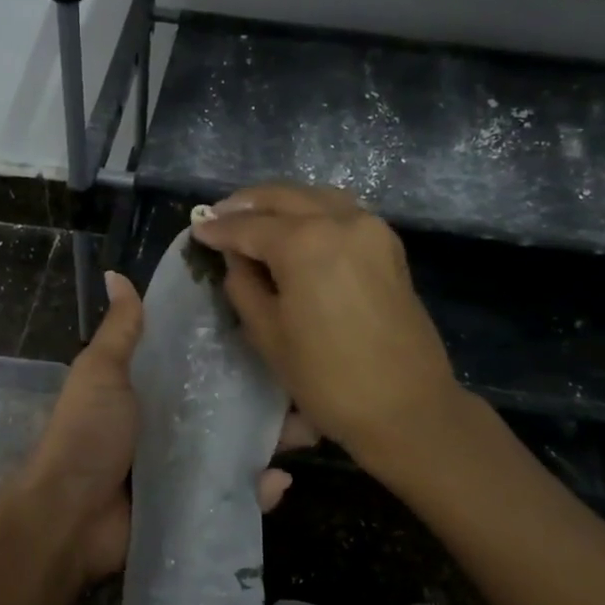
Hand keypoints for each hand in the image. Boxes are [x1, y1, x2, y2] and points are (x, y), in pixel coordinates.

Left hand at [11, 270, 311, 585]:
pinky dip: (260, 488)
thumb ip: (120, 330)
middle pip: (231, 402)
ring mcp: (188, 465)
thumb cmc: (87, 435)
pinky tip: (278, 479)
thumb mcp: (101, 373)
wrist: (70, 516)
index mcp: (153, 387)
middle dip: (268, 394)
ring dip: (275, 439)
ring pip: (242, 445)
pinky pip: (236, 492)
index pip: (203, 358)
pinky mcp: (196, 503)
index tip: (273, 322)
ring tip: (309, 430)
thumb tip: (115, 274)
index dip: (235, 342)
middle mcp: (175, 422)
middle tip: (307, 383)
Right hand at [189, 184, 466, 482]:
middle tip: (218, 217)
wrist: (406, 407)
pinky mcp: (388, 245)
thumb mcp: (268, 334)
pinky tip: (296, 227)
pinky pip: (342, 212)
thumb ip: (244, 285)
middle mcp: (340, 221)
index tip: (197, 229)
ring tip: (254, 218)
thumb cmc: (327, 378)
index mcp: (305, 242)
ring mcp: (370, 229)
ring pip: (316, 197)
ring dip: (281, 203)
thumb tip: (236, 258)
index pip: (249, 226)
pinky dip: (313, 211)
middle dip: (247, 204)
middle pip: (284, 198)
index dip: (219, 229)